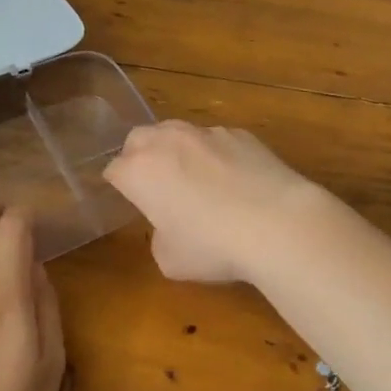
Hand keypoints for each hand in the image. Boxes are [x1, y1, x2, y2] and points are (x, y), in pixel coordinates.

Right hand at [102, 120, 333, 283]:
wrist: (278, 223)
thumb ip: (159, 235)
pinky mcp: (241, 133)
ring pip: (178, 132)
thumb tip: (170, 224)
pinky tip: (233, 179)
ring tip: (195, 179)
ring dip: (176, 150)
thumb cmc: (213, 246)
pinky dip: (214, 154)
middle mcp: (168, 141)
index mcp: (140, 170)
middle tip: (155, 185)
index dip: (119, 187)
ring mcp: (207, 132)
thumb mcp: (170, 259)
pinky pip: (216, 139)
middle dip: (140, 157)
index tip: (130, 202)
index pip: (113, 170)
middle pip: (139, 138)